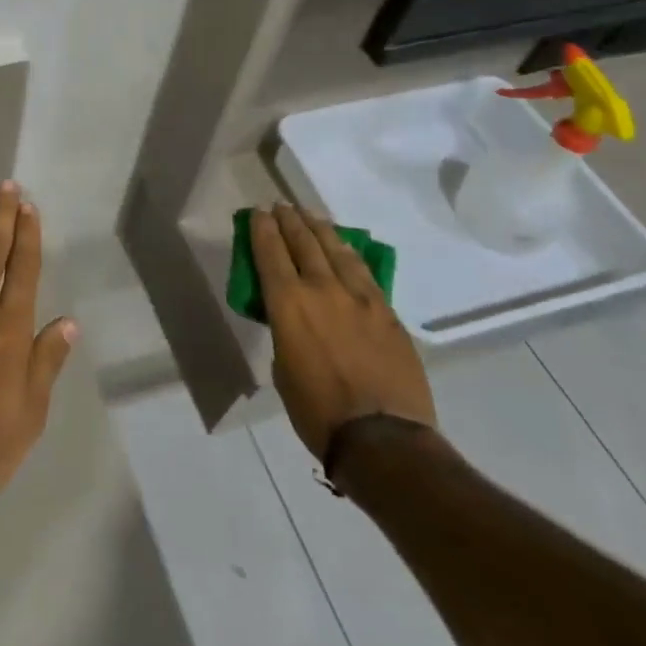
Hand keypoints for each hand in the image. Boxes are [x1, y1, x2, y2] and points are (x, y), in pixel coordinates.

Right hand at [249, 205, 435, 458]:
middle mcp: (322, 289)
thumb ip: (285, 331)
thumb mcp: (283, 368)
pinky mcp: (387, 312)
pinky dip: (349, 254)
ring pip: (337, 250)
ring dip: (320, 229)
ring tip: (311, 216)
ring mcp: (359, 298)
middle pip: (303, 242)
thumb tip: (294, 321)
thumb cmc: (317, 411)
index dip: (262, 228)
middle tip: (282, 206)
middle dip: (290, 221)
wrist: (383, 439)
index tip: (258, 213)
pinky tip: (345, 248)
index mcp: (288, 303)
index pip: (270, 252)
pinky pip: (364, 272)